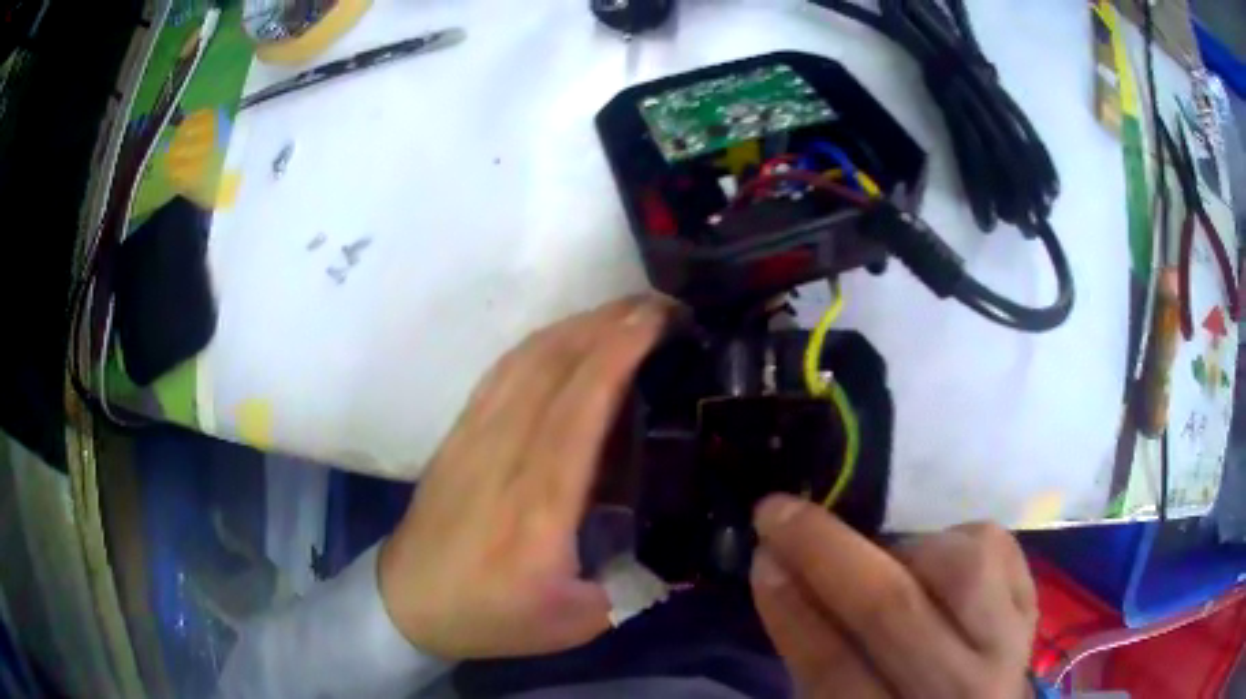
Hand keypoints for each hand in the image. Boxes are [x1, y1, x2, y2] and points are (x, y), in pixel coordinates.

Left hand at [378, 295, 674, 659]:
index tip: (662, 321)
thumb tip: (681, 556)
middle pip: (557, 365)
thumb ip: (634, 586)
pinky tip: (567, 336)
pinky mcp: (458, 433)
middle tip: (661, 307)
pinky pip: (502, 371)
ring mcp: (474, 437)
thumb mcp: (578, 623)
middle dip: (612, 322)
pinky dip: (541, 342)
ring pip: (528, 359)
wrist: (407, 602)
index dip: (621, 351)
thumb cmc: (491, 616)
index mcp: (540, 505)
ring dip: (579, 324)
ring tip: (625, 313)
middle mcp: (505, 455)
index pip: (582, 404)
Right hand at [750, 494, 1036, 697]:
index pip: (833, 668)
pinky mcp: (1031, 611)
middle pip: (894, 610)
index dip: (791, 609)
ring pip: (961, 568)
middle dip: (827, 551)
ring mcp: (1006, 647)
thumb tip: (783, 570)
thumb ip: (818, 657)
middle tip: (783, 513)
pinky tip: (937, 557)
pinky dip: (959, 538)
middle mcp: (957, 691)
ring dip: (907, 547)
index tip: (762, 553)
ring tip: (885, 557)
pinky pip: (1000, 549)